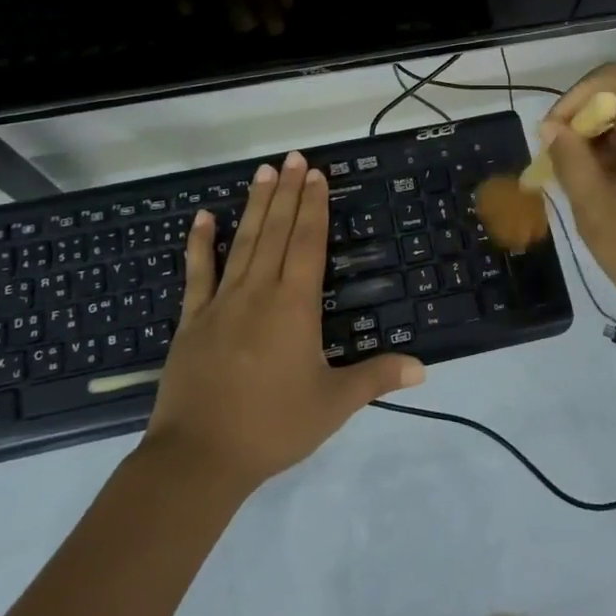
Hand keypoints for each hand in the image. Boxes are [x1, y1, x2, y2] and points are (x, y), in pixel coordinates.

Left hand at [144, 151, 424, 490]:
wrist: (200, 457)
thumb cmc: (273, 427)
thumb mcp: (333, 404)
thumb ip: (376, 378)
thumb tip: (423, 367)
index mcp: (295, 306)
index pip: (308, 244)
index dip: (314, 207)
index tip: (316, 175)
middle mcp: (259, 292)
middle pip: (277, 232)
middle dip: (289, 193)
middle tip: (294, 157)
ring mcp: (222, 302)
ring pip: (243, 242)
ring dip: (256, 205)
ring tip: (263, 172)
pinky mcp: (193, 319)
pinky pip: (198, 273)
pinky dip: (201, 243)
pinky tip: (204, 217)